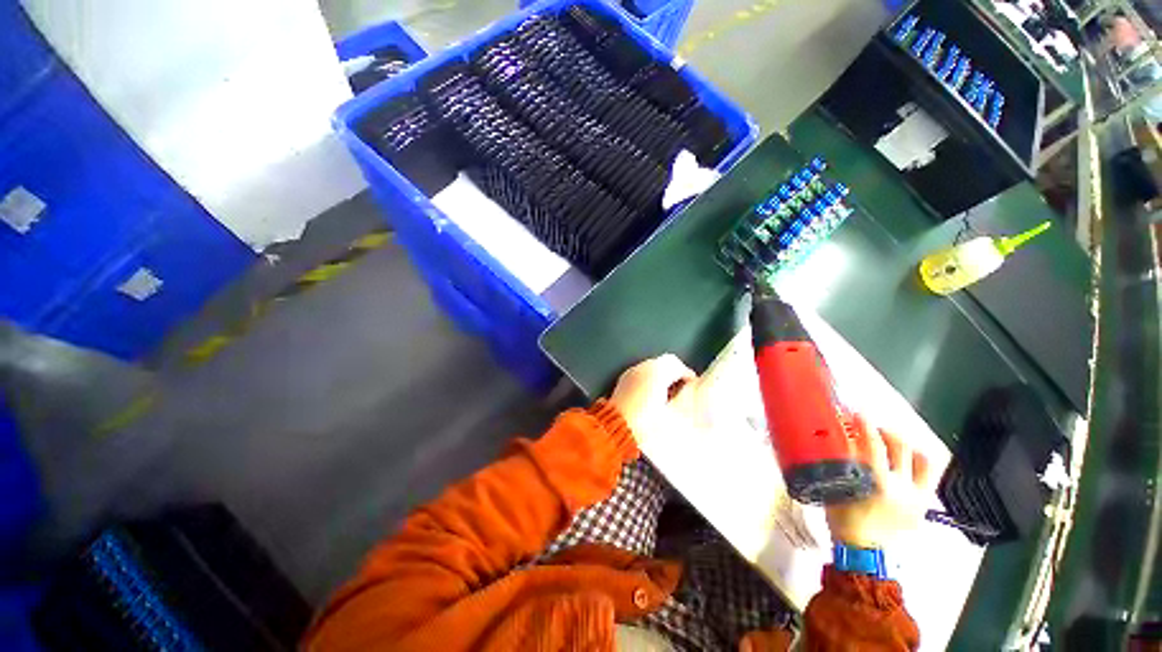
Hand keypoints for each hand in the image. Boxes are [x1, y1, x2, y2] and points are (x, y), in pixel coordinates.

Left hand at [608, 354, 697, 448]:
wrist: (616, 430)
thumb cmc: (646, 424)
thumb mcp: (673, 417)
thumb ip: (685, 403)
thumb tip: (690, 397)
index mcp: (657, 372)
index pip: (678, 364)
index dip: (688, 375)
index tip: (694, 387)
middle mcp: (643, 367)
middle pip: (664, 362)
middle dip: (675, 373)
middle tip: (683, 389)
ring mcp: (631, 373)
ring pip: (652, 367)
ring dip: (662, 376)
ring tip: (668, 395)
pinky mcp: (623, 381)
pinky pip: (641, 374)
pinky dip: (650, 380)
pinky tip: (652, 397)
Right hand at [825, 416, 936, 548]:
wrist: (865, 551)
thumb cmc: (845, 520)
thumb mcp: (834, 490)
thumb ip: (837, 467)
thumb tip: (834, 444)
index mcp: (878, 483)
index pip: (873, 444)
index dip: (865, 425)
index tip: (857, 413)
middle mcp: (903, 486)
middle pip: (901, 447)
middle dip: (887, 431)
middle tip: (873, 427)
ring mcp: (917, 495)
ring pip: (924, 461)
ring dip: (908, 447)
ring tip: (895, 443)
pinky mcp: (923, 504)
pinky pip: (928, 477)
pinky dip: (919, 463)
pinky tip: (906, 461)